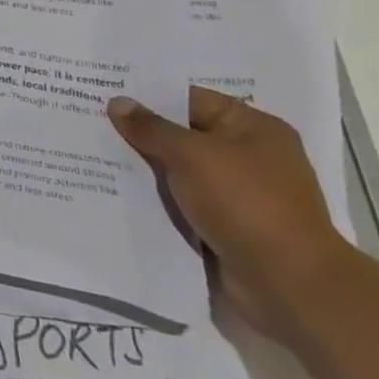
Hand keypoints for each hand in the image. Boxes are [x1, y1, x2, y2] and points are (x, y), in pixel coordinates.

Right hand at [109, 86, 356, 342]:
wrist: (288, 285)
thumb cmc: (245, 203)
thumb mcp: (191, 155)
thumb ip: (151, 127)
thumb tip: (118, 102)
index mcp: (254, 129)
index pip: (190, 100)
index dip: (148, 96)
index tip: (104, 93)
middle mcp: (248, 157)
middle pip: (182, 135)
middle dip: (141, 133)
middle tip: (90, 121)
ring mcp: (238, 195)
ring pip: (178, 172)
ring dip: (144, 169)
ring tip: (93, 153)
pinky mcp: (226, 226)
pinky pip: (181, 203)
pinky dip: (155, 199)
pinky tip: (116, 191)